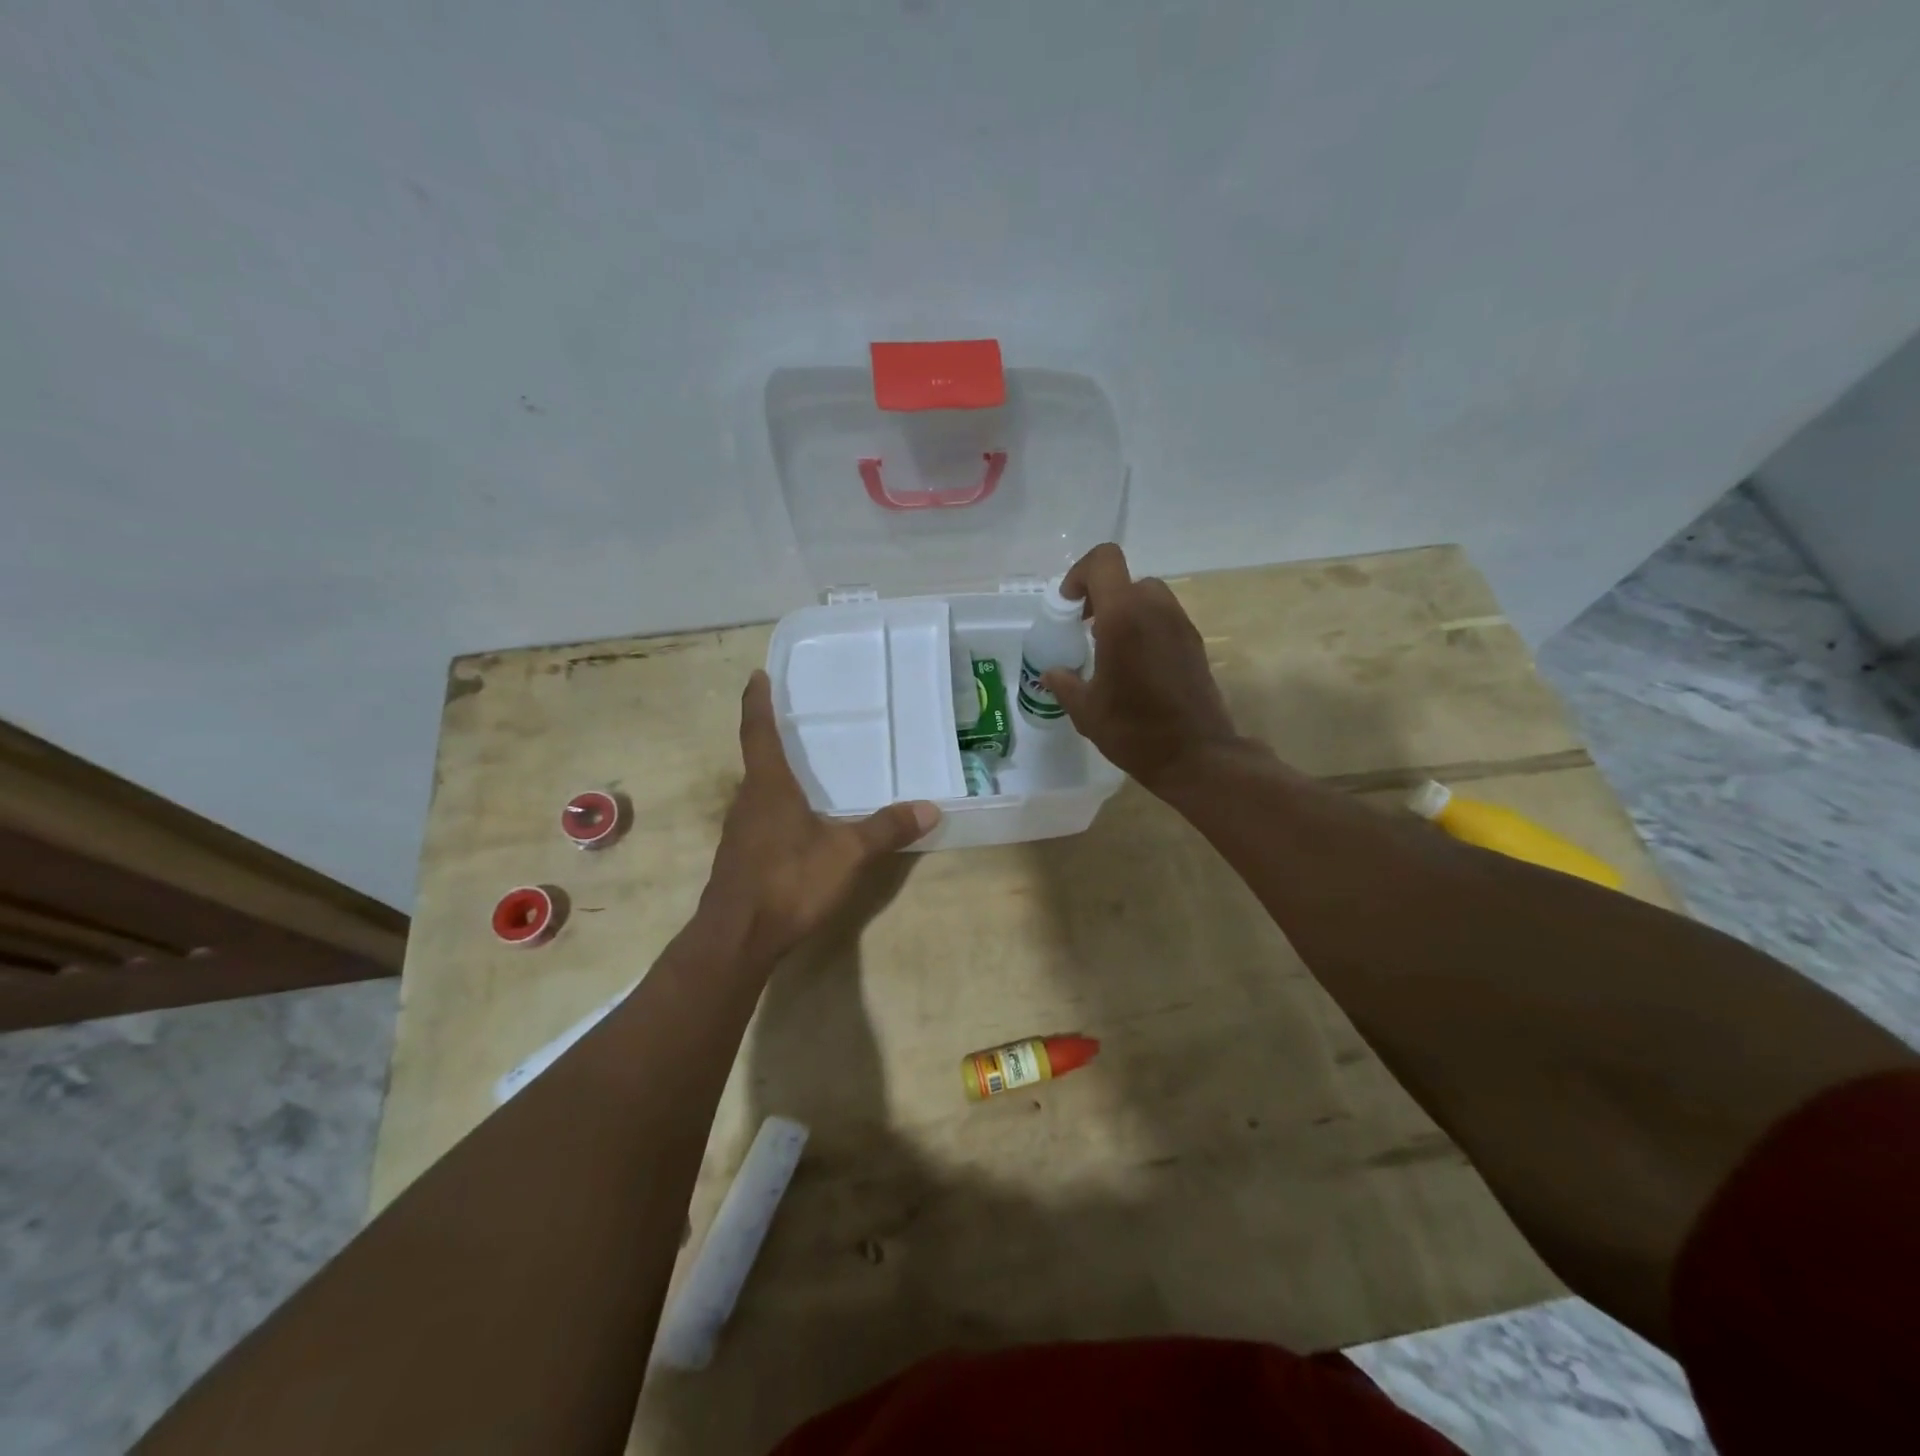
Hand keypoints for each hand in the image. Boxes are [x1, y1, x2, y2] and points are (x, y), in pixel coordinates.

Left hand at [702, 670, 939, 963]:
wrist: (737, 938)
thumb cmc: (789, 881)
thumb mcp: (847, 854)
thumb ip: (886, 829)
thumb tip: (930, 807)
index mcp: (769, 787)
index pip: (759, 732)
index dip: (758, 703)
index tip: (757, 676)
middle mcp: (748, 802)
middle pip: (758, 761)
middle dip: (773, 740)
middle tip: (797, 723)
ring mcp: (740, 832)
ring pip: (759, 793)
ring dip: (776, 778)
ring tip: (805, 772)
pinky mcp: (740, 858)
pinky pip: (760, 820)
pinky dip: (778, 810)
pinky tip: (799, 825)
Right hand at [1041, 543, 1241, 788]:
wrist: (1196, 756)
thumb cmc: (1134, 731)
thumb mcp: (1086, 710)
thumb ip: (1065, 682)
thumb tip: (1052, 673)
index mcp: (1124, 618)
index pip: (1104, 561)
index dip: (1080, 575)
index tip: (1069, 608)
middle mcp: (1156, 610)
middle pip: (1126, 580)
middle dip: (1102, 598)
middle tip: (1087, 630)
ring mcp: (1180, 625)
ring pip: (1148, 597)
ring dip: (1125, 612)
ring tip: (1111, 650)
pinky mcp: (1195, 643)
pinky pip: (1164, 619)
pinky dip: (1145, 628)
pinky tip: (1135, 667)